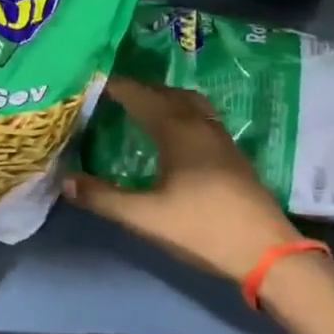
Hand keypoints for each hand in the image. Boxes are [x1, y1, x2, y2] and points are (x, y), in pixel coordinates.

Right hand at [63, 75, 301, 282]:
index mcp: (178, 131)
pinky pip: (200, 118)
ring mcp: (221, 139)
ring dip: (162, 98)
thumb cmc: (203, 228)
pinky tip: (172, 134)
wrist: (267, 253)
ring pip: (188, 103)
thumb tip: (65, 179)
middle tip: (110, 92)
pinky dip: (179, 113)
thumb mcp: (146, 217)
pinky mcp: (232, 156)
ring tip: (140, 106)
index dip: (116, 85)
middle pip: (166, 93)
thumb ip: (104, 198)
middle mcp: (200, 125)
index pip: (140, 95)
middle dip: (138, 88)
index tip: (90, 80)